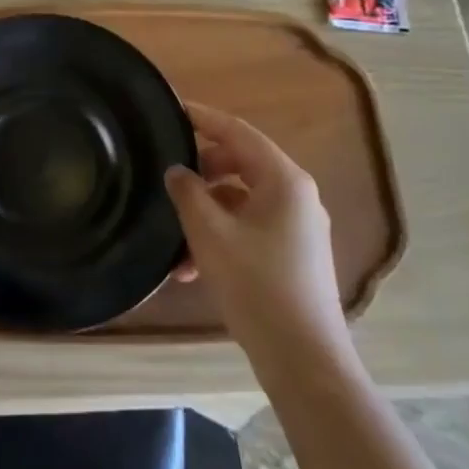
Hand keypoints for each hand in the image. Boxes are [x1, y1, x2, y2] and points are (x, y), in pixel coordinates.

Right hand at [165, 102, 347, 356]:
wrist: (303, 359)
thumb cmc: (256, 286)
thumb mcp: (210, 234)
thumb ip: (188, 192)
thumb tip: (177, 171)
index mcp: (284, 180)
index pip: (238, 132)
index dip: (202, 118)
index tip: (170, 109)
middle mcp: (296, 196)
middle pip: (240, 164)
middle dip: (200, 171)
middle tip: (165, 176)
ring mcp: (297, 227)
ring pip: (241, 200)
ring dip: (205, 212)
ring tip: (173, 239)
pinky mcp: (293, 255)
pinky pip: (250, 228)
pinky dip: (220, 236)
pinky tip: (190, 268)